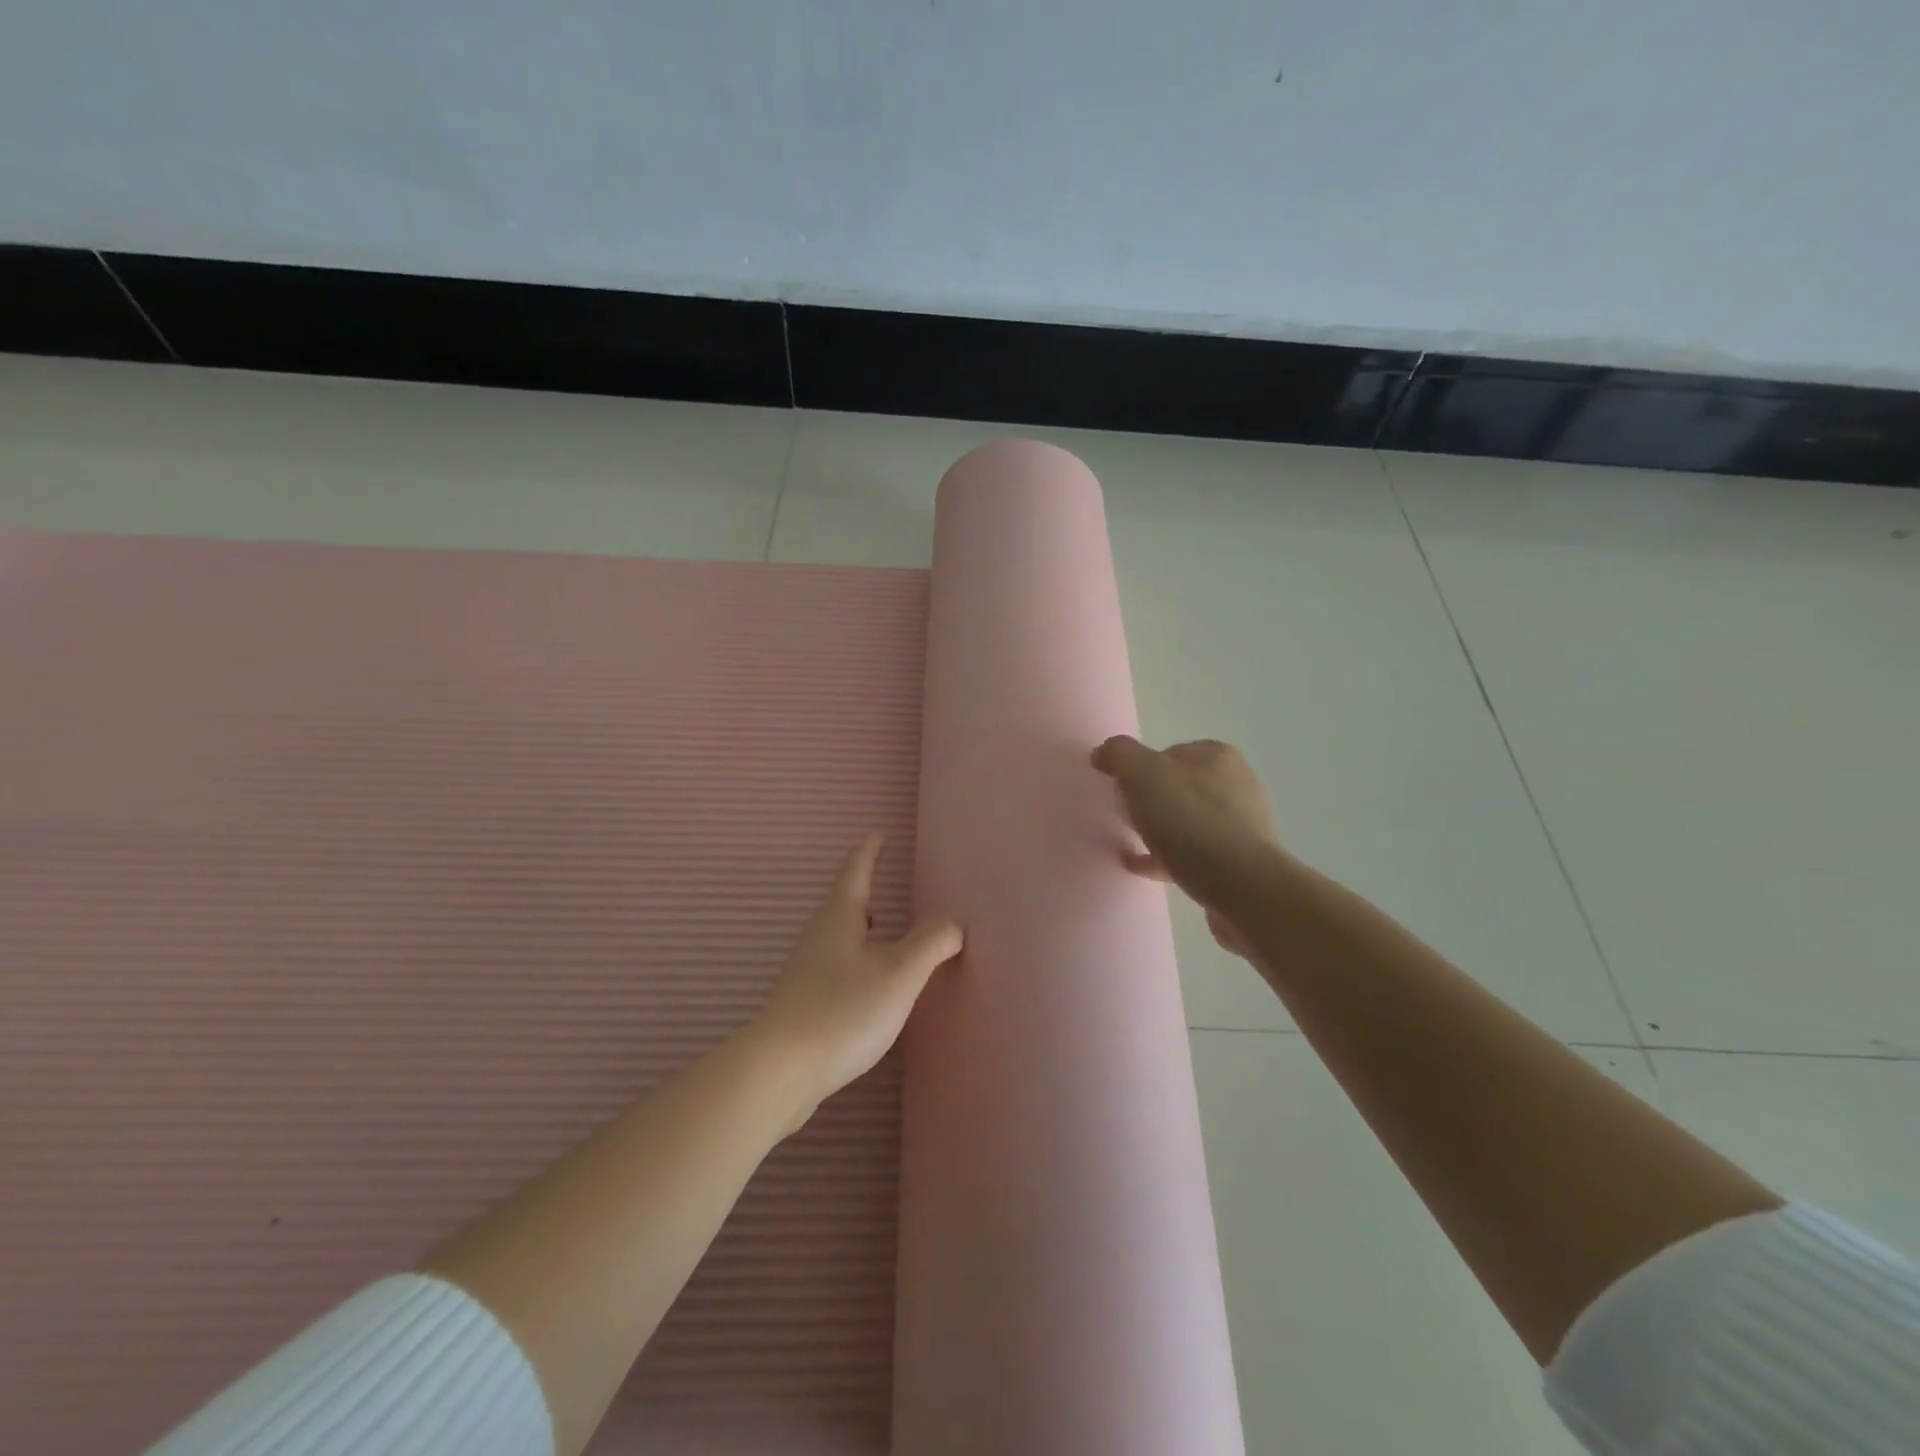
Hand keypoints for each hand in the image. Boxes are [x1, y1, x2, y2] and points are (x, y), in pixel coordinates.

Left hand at [753, 834, 962, 1125]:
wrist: (781, 1071)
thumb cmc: (843, 1010)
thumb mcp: (899, 972)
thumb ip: (931, 943)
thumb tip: (953, 923)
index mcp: (839, 919)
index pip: (855, 872)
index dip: (869, 852)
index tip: (879, 835)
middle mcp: (818, 937)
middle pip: (842, 904)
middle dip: (863, 889)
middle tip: (883, 880)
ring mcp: (807, 971)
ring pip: (838, 936)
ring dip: (860, 926)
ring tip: (881, 928)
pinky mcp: (804, 1003)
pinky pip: (835, 965)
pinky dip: (856, 959)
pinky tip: (867, 982)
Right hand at [1091, 736, 1280, 956]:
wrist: (1241, 886)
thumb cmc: (1190, 821)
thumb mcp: (1143, 775)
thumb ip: (1119, 755)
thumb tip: (1104, 753)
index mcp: (1217, 757)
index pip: (1167, 753)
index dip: (1140, 770)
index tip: (1121, 791)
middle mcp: (1235, 785)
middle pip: (1178, 787)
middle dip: (1150, 801)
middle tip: (1125, 817)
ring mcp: (1240, 826)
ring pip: (1186, 822)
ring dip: (1159, 830)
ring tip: (1130, 843)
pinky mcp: (1239, 862)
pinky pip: (1193, 854)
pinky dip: (1166, 857)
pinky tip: (1141, 867)